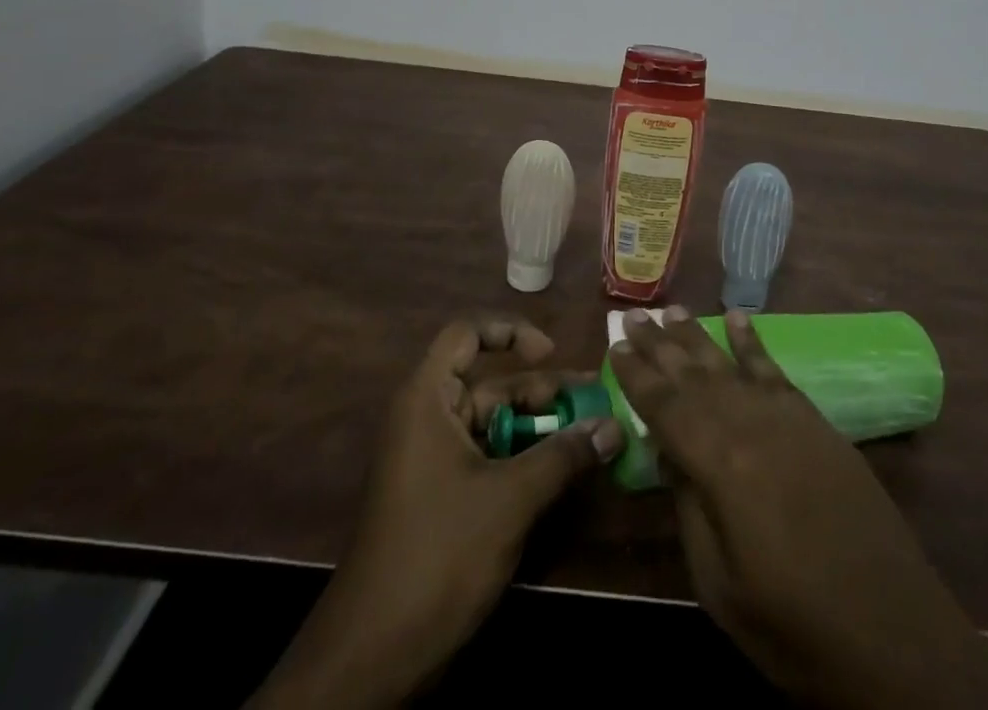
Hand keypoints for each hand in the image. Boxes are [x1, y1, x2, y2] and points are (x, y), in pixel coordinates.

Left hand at [254, 317, 624, 707]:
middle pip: (491, 383)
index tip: (551, 352)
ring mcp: (432, 459)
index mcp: (428, 399)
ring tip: (590, 436)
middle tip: (595, 401)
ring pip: (494, 424)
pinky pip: (487, 458)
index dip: (509, 331)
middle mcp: (428, 418)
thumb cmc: (439, 554)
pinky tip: (561, 474)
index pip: (466, 334)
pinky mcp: (440, 496)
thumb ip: (563, 455)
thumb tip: (613, 424)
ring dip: (539, 429)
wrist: (374, 655)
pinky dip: (523, 459)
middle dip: (542, 391)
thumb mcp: (510, 499)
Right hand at [610, 306, 987, 709]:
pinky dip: (753, 342)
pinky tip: (738, 319)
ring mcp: (786, 418)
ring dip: (697, 336)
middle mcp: (749, 424)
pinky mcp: (816, 422)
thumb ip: (688, 505)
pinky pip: (775, 370)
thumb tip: (666, 450)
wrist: (894, 635)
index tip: (613, 345)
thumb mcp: (719, 583)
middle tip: (632, 314)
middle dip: (659, 344)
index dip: (635, 375)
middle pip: (693, 374)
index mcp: (719, 463)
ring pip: (729, 363)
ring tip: (672, 308)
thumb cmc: (793, 624)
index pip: (664, 405)